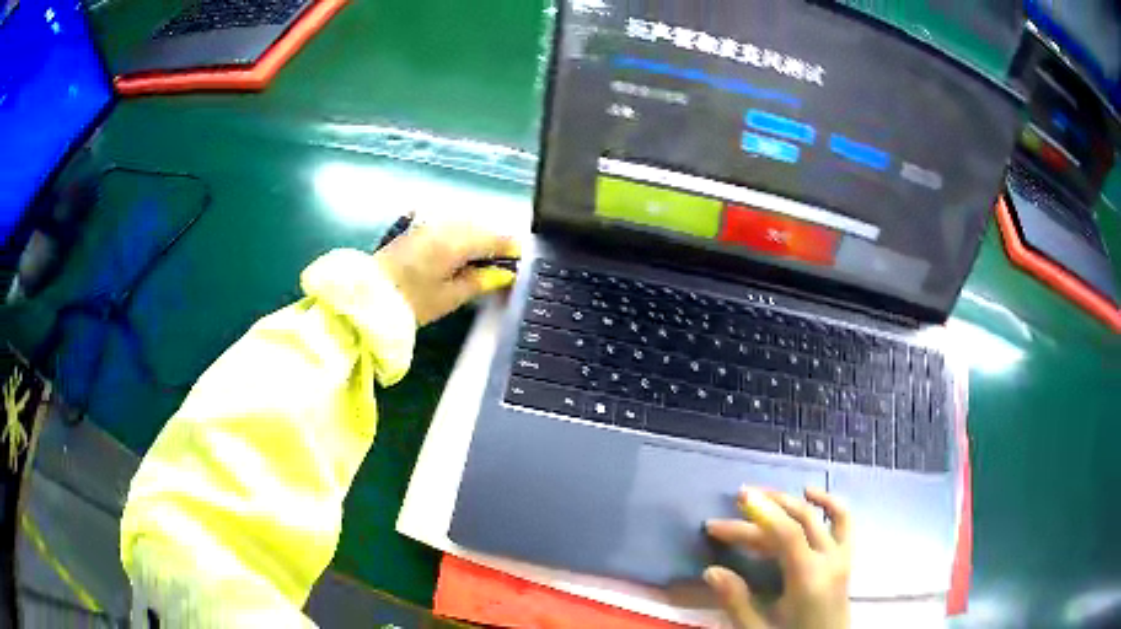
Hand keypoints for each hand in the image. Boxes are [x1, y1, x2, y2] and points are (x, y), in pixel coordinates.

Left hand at [375, 221, 520, 325]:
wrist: (369, 296)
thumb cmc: (412, 301)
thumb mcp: (450, 297)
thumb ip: (480, 282)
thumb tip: (504, 274)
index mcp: (457, 241)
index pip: (495, 237)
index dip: (511, 248)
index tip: (522, 260)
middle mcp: (446, 225)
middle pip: (481, 226)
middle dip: (495, 240)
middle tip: (505, 262)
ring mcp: (430, 223)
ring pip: (466, 223)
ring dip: (478, 236)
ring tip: (484, 258)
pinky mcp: (418, 227)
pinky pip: (450, 224)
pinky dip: (462, 234)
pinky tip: (462, 251)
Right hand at [705, 487, 850, 628]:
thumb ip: (736, 602)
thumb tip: (711, 570)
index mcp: (809, 579)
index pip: (787, 535)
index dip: (763, 514)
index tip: (740, 500)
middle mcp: (830, 560)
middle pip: (798, 522)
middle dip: (768, 507)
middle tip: (739, 499)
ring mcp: (842, 556)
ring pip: (821, 516)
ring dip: (792, 501)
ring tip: (766, 493)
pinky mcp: (846, 557)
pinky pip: (844, 521)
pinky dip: (829, 502)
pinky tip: (811, 492)